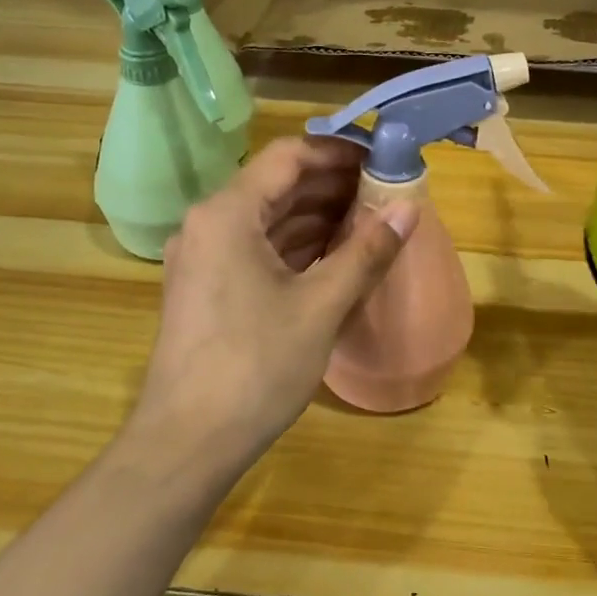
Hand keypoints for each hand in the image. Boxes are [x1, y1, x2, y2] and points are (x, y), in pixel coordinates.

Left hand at [126, 137, 418, 469]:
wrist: (186, 443)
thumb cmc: (255, 366)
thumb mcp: (321, 306)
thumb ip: (366, 252)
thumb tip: (409, 208)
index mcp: (227, 213)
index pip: (288, 156)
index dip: (338, 152)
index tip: (381, 159)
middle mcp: (208, 223)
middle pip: (276, 184)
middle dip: (332, 185)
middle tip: (385, 191)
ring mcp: (203, 257)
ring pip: (267, 218)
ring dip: (316, 216)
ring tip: (370, 220)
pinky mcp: (206, 287)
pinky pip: (256, 247)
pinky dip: (296, 245)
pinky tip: (334, 255)